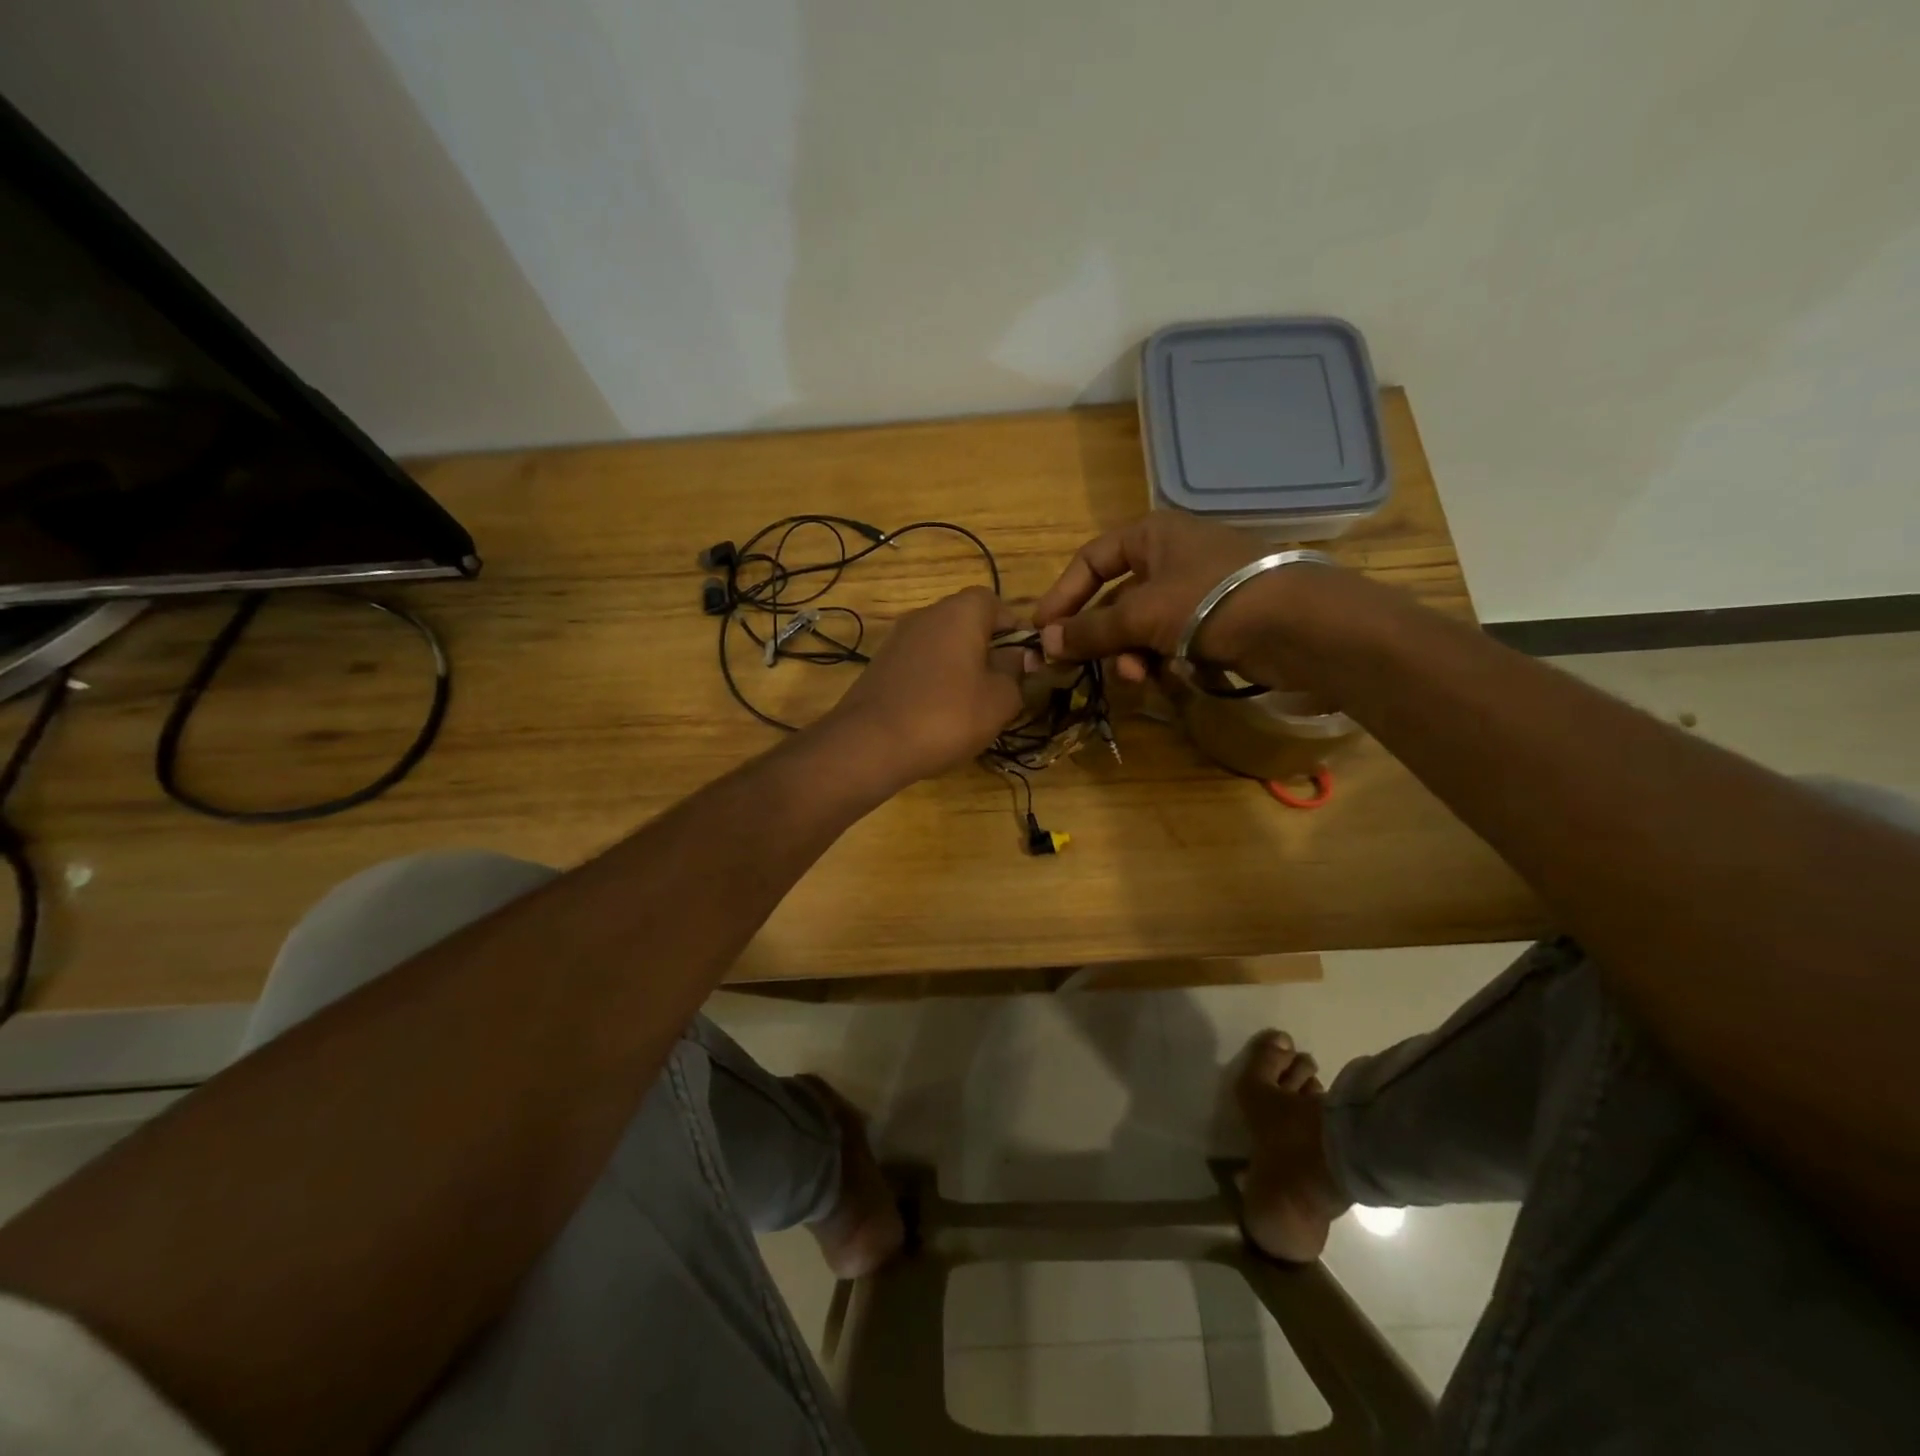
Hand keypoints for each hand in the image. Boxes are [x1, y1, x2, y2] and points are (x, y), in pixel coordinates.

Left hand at [823, 585, 1025, 787]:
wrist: (870, 744)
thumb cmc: (947, 716)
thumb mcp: (1000, 700)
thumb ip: (1015, 673)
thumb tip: (1017, 657)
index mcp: (960, 612)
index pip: (994, 602)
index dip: (1013, 628)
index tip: (1024, 660)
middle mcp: (926, 615)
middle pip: (966, 622)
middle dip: (987, 649)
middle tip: (1001, 686)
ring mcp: (898, 639)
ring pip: (941, 644)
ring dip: (959, 666)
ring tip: (971, 705)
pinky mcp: (880, 665)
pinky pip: (919, 664)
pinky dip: (933, 680)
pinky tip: (938, 713)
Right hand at [1032, 514, 1280, 681]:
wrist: (1298, 626)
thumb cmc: (1210, 601)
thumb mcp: (1141, 614)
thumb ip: (1091, 630)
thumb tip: (1044, 644)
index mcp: (1151, 535)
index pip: (1091, 561)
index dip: (1063, 595)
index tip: (1044, 632)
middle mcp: (1171, 557)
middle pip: (1115, 599)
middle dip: (1101, 637)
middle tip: (1082, 667)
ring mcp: (1195, 591)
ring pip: (1142, 627)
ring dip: (1131, 655)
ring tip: (1137, 677)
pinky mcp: (1215, 623)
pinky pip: (1170, 642)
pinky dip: (1162, 661)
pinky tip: (1166, 679)